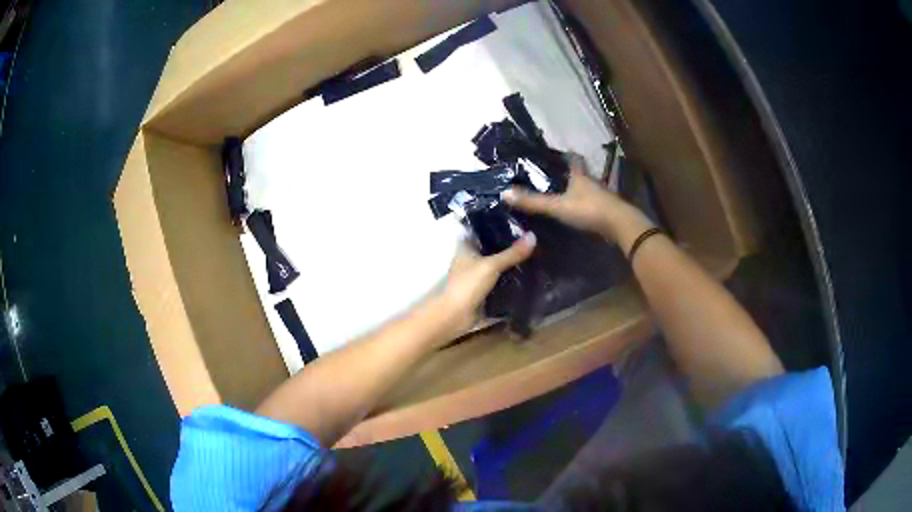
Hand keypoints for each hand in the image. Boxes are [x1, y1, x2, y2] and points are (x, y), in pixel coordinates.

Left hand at [438, 233, 535, 334]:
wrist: (456, 315)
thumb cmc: (468, 284)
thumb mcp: (492, 265)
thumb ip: (512, 253)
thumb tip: (533, 236)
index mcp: (465, 247)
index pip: (482, 230)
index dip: (497, 225)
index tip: (517, 221)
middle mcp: (469, 259)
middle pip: (491, 248)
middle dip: (507, 245)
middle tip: (530, 239)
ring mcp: (475, 275)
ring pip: (495, 265)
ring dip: (509, 262)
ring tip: (533, 253)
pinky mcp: (482, 290)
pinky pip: (498, 280)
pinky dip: (508, 278)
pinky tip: (525, 274)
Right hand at [502, 155, 642, 240]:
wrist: (620, 226)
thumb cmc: (589, 210)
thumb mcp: (558, 206)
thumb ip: (534, 202)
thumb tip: (505, 193)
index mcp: (580, 176)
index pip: (574, 159)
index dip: (566, 155)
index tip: (558, 154)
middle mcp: (592, 182)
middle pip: (581, 174)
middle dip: (570, 174)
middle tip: (555, 176)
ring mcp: (602, 197)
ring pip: (588, 189)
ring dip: (578, 190)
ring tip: (563, 194)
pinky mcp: (607, 211)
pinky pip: (593, 204)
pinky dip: (585, 205)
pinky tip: (578, 213)